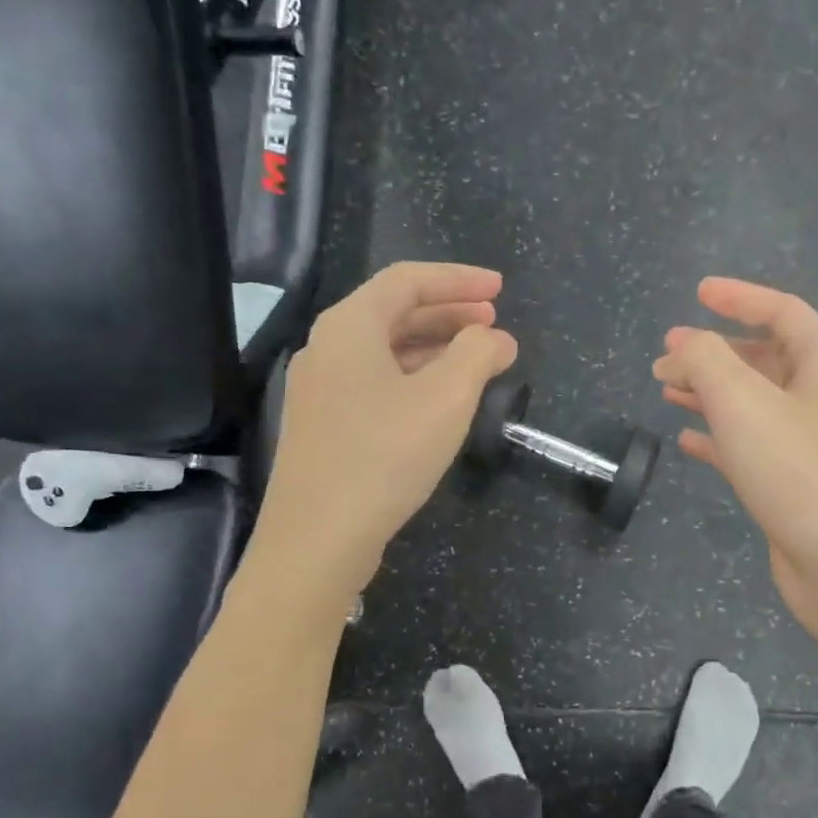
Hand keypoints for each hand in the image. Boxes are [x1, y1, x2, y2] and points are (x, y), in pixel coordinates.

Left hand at [253, 263, 517, 599]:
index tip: (500, 289)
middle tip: (494, 323)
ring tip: (477, 361)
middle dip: (449, 314)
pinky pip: (375, 384)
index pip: (407, 281)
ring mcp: (320, 391)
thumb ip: (477, 355)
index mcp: (349, 326)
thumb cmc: (384, 455)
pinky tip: (439, 402)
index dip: (458, 280)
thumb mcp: (445, 399)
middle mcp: (327, 349)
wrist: (317, 538)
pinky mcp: (323, 427)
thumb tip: (496, 338)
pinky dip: (413, 380)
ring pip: (384, 352)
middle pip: (394, 313)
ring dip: (434, 349)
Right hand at [654, 278, 817, 639]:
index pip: (783, 312)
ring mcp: (812, 447)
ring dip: (710, 393)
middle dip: (714, 351)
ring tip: (666, 390)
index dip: (739, 297)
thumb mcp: (745, 404)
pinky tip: (687, 442)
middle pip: (765, 358)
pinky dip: (718, 439)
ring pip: (754, 405)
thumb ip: (706, 361)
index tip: (697, 293)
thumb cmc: (803, 474)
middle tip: (666, 353)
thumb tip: (682, 347)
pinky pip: (750, 448)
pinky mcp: (796, 488)